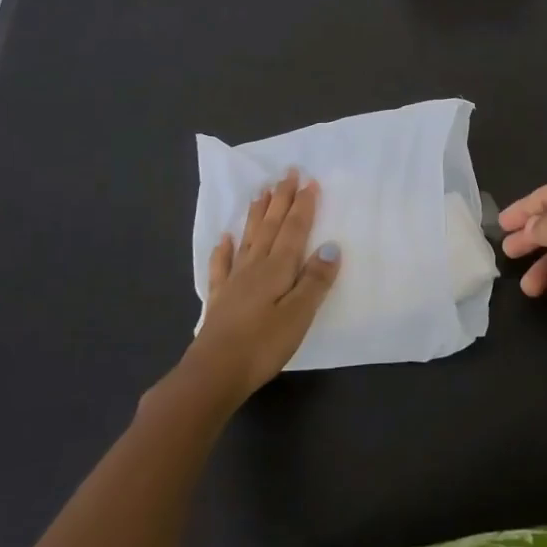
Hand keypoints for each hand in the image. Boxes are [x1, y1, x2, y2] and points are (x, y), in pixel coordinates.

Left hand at [183, 169, 340, 402]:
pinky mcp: (220, 299)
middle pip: (271, 226)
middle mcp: (256, 266)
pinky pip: (222, 265)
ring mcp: (235, 281)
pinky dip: (224, 249)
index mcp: (278, 268)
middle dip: (281, 199)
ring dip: (257, 214)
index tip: (309, 181)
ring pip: (249, 238)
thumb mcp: (299, 315)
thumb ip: (315, 280)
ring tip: (262, 192)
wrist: (214, 373)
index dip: (303, 205)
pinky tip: (224, 237)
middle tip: (287, 173)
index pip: (294, 230)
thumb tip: (332, 246)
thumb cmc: (262, 345)